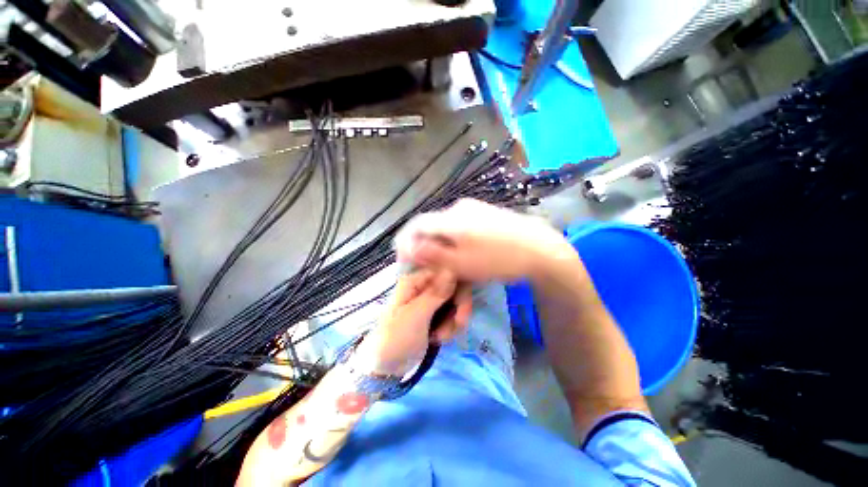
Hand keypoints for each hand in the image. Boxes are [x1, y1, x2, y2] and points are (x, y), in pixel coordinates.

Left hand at [355, 268, 471, 375]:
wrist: (388, 367)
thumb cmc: (396, 338)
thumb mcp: (416, 316)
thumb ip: (435, 294)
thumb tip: (451, 271)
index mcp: (414, 281)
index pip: (445, 272)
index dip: (457, 287)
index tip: (461, 306)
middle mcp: (423, 287)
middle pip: (453, 287)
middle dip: (458, 308)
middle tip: (458, 325)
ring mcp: (429, 300)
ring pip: (455, 302)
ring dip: (454, 321)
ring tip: (442, 337)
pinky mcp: (434, 314)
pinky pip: (452, 314)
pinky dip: (451, 327)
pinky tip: (441, 338)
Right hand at [395, 199, 578, 282]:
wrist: (541, 249)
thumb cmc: (498, 259)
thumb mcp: (461, 263)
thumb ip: (431, 254)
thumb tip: (407, 248)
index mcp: (450, 218)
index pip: (416, 225)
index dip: (406, 241)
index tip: (405, 258)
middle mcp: (459, 207)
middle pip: (431, 225)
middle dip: (424, 244)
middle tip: (426, 264)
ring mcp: (474, 208)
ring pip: (446, 226)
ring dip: (440, 242)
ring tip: (445, 261)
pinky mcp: (486, 213)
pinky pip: (461, 225)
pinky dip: (455, 238)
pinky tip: (463, 251)